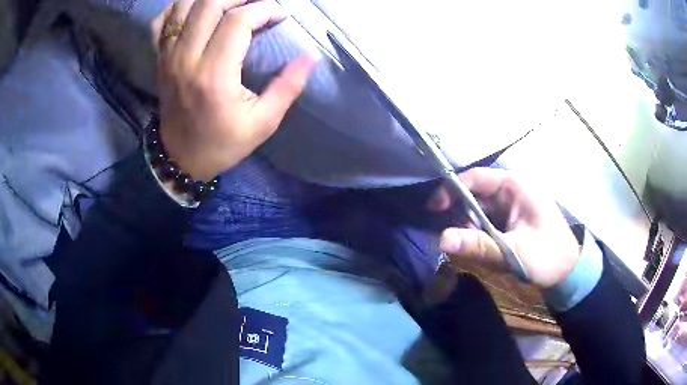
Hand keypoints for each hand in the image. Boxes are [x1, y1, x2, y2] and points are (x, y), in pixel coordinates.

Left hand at [151, 0, 314, 180]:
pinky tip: (198, 10)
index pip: (238, 21)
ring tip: (232, 4)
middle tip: (258, 3)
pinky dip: (180, 7)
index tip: (280, 15)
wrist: (180, 159)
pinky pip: (162, 20)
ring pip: (185, 5)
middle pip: (209, 4)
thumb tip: (311, 55)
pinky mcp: (160, 58)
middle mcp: (185, 59)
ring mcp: (168, 56)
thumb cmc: (222, 143)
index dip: (264, 9)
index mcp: (213, 76)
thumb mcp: (263, 123)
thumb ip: (288, 87)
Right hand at [429, 168, 580, 288]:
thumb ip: (477, 245)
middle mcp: (512, 190)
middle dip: (463, 217)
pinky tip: (485, 250)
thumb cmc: (547, 256)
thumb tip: (440, 240)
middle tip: (455, 241)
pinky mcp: (513, 219)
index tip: (435, 210)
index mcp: (515, 186)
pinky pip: (489, 222)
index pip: (476, 178)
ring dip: (472, 229)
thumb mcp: (512, 251)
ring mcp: (513, 205)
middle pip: (476, 195)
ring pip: (481, 211)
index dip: (452, 190)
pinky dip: (482, 235)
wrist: (569, 271)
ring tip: (474, 250)